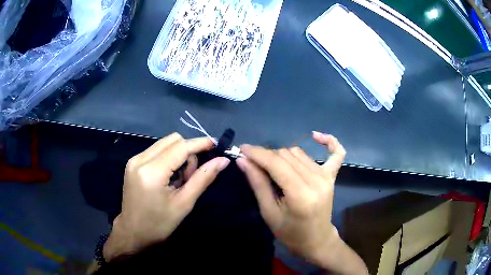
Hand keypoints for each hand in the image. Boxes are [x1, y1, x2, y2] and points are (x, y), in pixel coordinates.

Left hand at [103, 133, 229, 260]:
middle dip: (188, 151)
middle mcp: (140, 159)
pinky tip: (169, 177)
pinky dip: (168, 158)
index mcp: (152, 172)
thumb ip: (203, 178)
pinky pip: (156, 150)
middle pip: (173, 140)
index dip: (200, 143)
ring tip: (179, 179)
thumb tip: (223, 161)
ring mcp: (134, 159)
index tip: (216, 145)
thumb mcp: (184, 203)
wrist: (133, 232)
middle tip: (191, 175)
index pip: (181, 147)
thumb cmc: (159, 224)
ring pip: (165, 143)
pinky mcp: (132, 162)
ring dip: (178, 154)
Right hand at [237, 132, 366, 274]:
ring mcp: (327, 177)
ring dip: (282, 155)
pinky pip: (336, 154)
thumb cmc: (290, 233)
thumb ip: (258, 184)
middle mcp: (316, 181)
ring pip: (299, 152)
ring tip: (273, 167)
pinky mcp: (332, 176)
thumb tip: (243, 160)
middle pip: (287, 155)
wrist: (316, 240)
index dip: (258, 153)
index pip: (276, 164)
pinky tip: (317, 136)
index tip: (242, 148)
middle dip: (267, 155)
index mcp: (300, 194)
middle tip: (254, 163)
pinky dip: (329, 142)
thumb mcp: (269, 212)